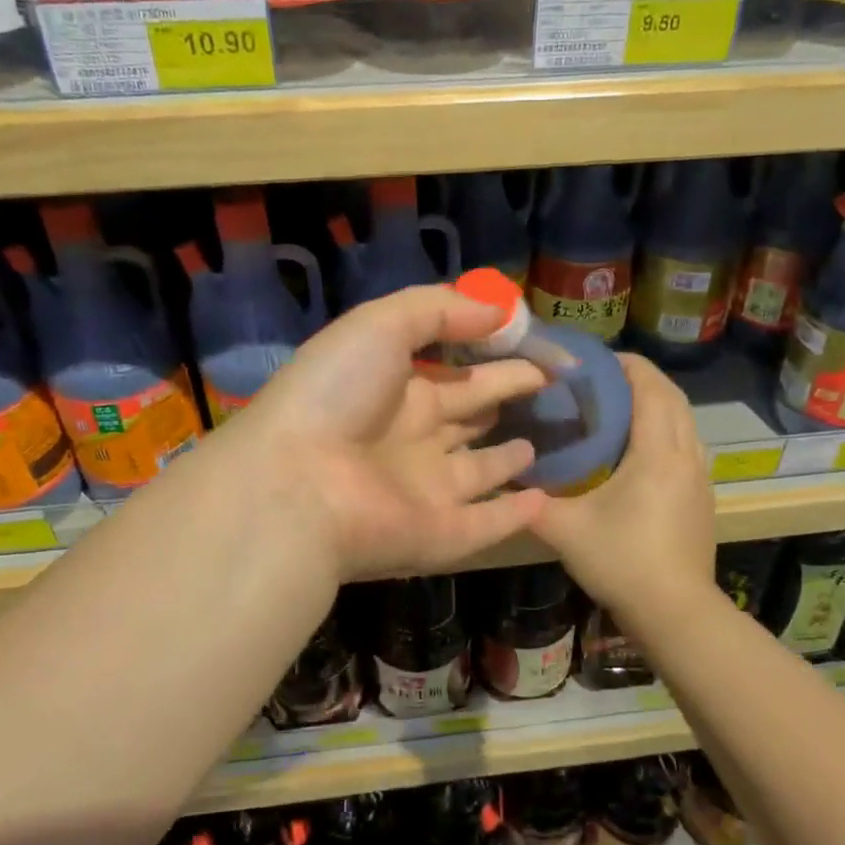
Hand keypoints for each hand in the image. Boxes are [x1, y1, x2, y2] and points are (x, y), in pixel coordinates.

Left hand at [231, 285, 548, 581]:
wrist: (296, 484)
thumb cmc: (337, 394)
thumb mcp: (380, 325)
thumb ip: (439, 310)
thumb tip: (499, 312)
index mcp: (395, 388)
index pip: (454, 371)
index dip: (493, 356)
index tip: (537, 346)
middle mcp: (411, 438)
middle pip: (468, 414)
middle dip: (503, 396)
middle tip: (548, 384)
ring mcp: (424, 490)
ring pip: (475, 473)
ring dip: (503, 460)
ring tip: (536, 446)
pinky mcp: (439, 535)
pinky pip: (485, 525)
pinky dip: (514, 516)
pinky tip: (544, 501)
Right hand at [530, 354, 716, 624]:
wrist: (676, 612)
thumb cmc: (623, 562)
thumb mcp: (566, 530)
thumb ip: (530, 502)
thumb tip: (500, 480)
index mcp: (658, 452)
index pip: (650, 388)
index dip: (627, 366)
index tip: (596, 360)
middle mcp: (686, 455)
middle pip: (673, 397)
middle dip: (642, 379)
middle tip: (603, 379)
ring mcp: (700, 477)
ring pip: (685, 421)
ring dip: (658, 404)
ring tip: (620, 407)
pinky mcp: (702, 497)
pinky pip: (687, 444)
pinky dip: (667, 429)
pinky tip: (639, 449)